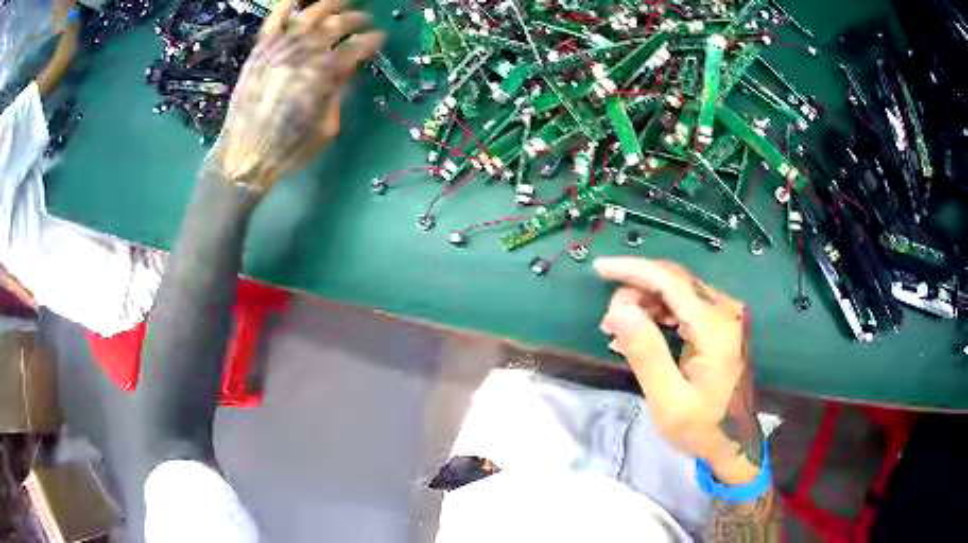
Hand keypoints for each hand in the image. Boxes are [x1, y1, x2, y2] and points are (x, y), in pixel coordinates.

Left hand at [213, 0, 384, 190]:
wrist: (244, 157)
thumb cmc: (290, 148)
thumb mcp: (327, 127)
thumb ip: (339, 91)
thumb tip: (348, 67)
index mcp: (324, 74)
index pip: (357, 46)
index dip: (372, 41)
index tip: (379, 39)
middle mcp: (304, 53)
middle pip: (337, 23)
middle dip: (356, 19)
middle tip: (364, 20)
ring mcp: (279, 48)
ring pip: (310, 13)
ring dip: (330, 4)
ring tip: (341, 2)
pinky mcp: (260, 50)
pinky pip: (274, 18)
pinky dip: (287, 5)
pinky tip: (299, 0)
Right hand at [595, 257, 761, 484]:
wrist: (736, 442)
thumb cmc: (702, 427)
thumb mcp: (668, 400)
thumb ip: (646, 353)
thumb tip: (620, 309)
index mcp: (715, 327)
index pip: (671, 281)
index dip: (633, 270)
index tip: (599, 268)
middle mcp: (725, 310)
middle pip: (674, 281)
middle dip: (635, 291)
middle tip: (608, 324)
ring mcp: (726, 315)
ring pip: (678, 290)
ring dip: (645, 303)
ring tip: (618, 331)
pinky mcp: (723, 323)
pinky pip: (686, 305)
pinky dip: (660, 313)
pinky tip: (640, 333)